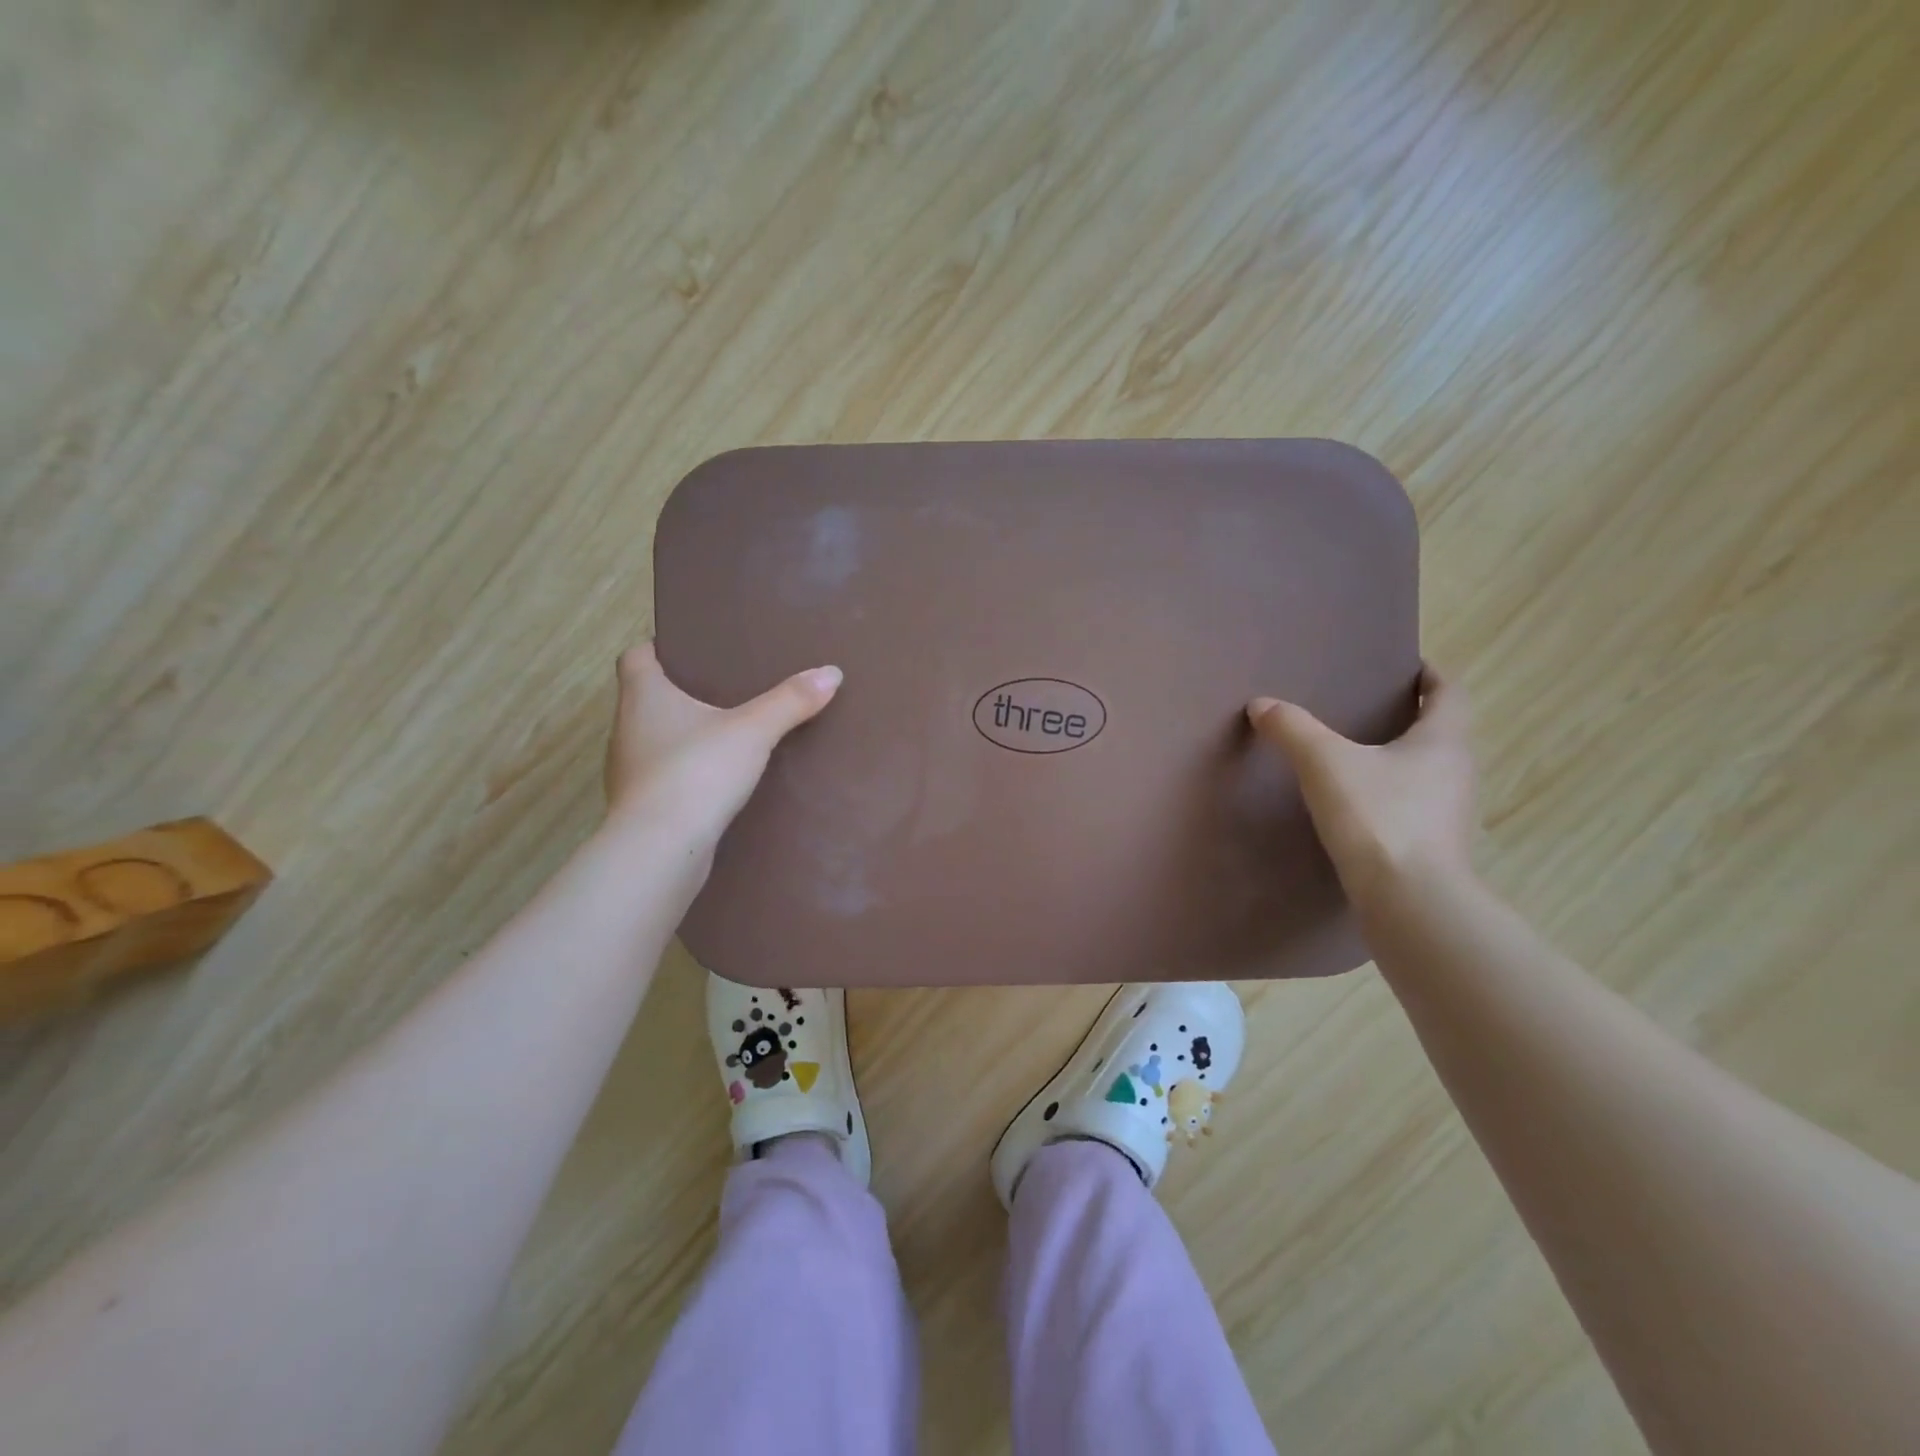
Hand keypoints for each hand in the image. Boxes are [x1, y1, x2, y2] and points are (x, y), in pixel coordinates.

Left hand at [604, 644, 841, 848]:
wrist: (660, 849)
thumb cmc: (697, 772)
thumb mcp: (753, 731)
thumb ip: (790, 701)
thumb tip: (831, 672)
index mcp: (642, 697)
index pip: (634, 658)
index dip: (657, 648)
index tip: (690, 651)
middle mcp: (626, 729)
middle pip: (645, 698)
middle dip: (679, 693)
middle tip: (722, 689)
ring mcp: (628, 771)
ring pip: (653, 739)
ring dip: (681, 735)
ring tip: (724, 734)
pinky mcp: (640, 806)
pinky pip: (662, 777)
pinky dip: (684, 772)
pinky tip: (715, 780)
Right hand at [1247, 667, 1476, 909]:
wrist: (1409, 902)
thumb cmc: (1378, 817)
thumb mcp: (1325, 764)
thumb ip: (1293, 730)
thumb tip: (1261, 703)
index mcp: (1442, 742)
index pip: (1450, 695)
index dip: (1433, 677)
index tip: (1410, 667)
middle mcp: (1457, 774)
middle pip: (1441, 735)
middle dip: (1412, 719)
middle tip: (1371, 710)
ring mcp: (1450, 815)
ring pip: (1429, 774)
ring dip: (1402, 761)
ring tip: (1358, 758)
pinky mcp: (1434, 849)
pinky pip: (1414, 808)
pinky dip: (1392, 798)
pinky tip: (1358, 808)